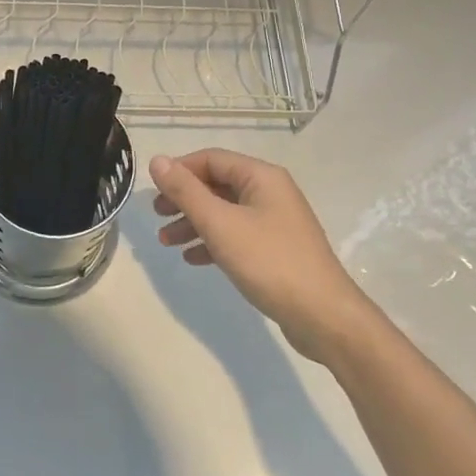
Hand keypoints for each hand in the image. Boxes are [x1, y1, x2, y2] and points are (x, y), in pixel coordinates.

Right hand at [150, 149, 363, 359]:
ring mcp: (275, 222)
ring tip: (166, 242)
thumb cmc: (269, 262)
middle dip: (184, 199)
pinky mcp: (276, 249)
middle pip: (217, 184)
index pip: (211, 159)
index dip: (179, 170)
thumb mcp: (220, 224)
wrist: (323, 316)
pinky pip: (236, 235)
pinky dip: (212, 242)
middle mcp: (270, 192)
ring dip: (193, 223)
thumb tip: (157, 160)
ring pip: (224, 212)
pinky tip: (193, 259)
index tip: (152, 190)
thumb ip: (186, 191)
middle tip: (157, 215)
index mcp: (261, 177)